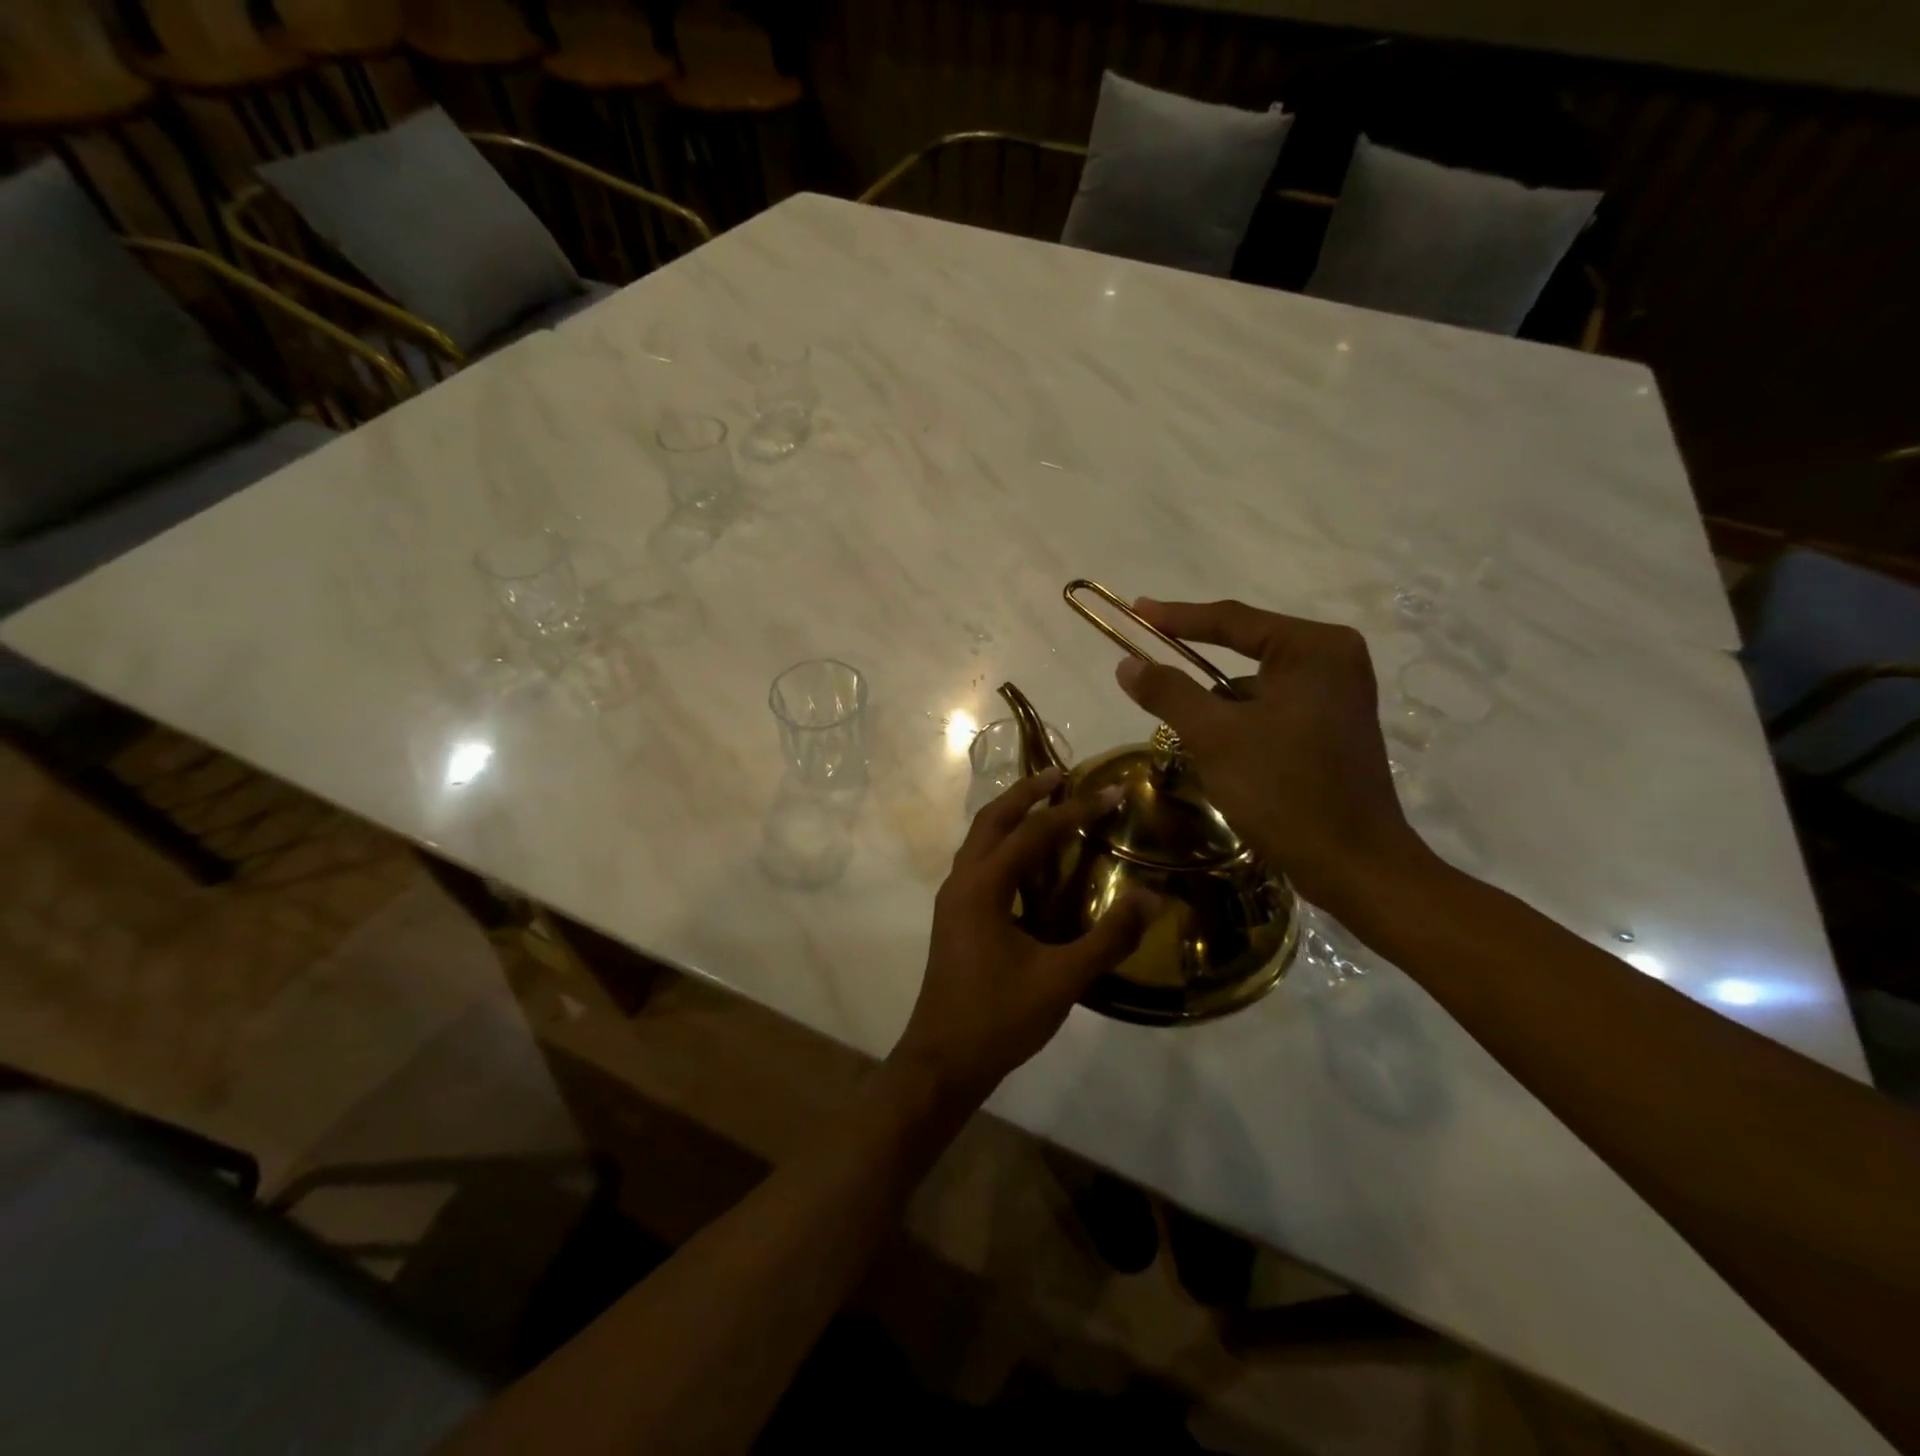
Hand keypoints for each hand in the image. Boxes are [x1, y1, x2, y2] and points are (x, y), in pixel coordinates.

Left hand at [891, 769, 1153, 1106]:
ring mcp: (953, 899)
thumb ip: (1108, 938)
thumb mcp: (1061, 980)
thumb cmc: (999, 1018)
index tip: (1110, 793)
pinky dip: (1004, 846)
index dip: (1073, 811)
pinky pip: (979, 863)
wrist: (943, 1061)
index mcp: (982, 887)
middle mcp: (961, 881)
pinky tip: (1031, 862)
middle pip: (992, 819)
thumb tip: (1151, 898)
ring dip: (1011, 816)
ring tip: (1048, 805)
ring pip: (980, 839)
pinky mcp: (955, 917)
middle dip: (1026, 793)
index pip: (1032, 834)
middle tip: (1062, 775)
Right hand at [1116, 598, 1431, 917]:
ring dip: (1218, 707)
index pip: (1232, 620)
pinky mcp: (1333, 727)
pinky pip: (1272, 709)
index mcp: (1314, 648)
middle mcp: (1333, 660)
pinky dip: (1241, 724)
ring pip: (1255, 686)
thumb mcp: (1215, 736)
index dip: (1177, 617)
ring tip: (1192, 739)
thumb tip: (1127, 663)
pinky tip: (1225, 757)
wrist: (1354, 866)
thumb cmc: (1284, 791)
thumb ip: (1168, 692)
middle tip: (1150, 672)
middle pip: (1246, 651)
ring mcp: (1338, 695)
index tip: (1135, 611)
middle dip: (1198, 673)